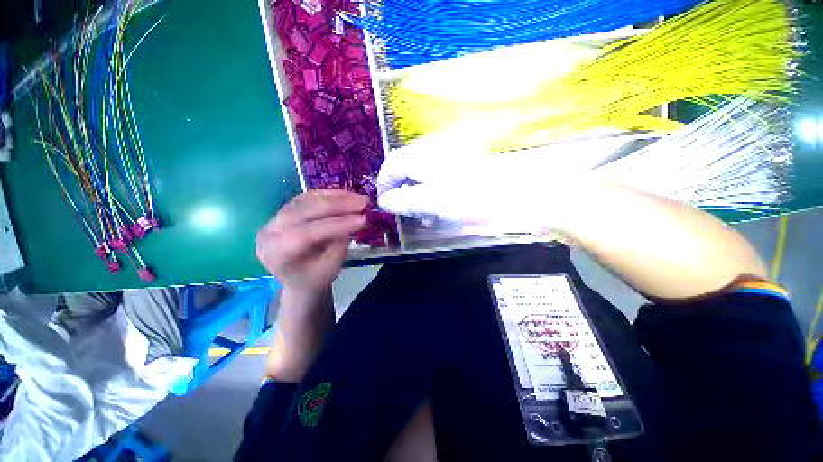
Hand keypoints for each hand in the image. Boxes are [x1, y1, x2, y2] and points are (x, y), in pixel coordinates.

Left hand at [256, 190, 367, 293]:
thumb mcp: (331, 268)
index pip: (307, 234)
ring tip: (359, 198)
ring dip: (336, 197)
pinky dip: (329, 195)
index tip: (363, 219)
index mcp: (277, 253)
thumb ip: (339, 244)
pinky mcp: (285, 210)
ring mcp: (275, 218)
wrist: (298, 278)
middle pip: (304, 211)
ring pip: (306, 200)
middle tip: (364, 202)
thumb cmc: (315, 278)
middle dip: (338, 204)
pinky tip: (346, 195)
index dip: (337, 224)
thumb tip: (355, 219)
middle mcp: (270, 232)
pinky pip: (308, 197)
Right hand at [376, 133, 628, 234]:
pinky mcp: (464, 160)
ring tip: (425, 212)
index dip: (384, 185)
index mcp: (422, 154)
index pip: (391, 165)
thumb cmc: (472, 197)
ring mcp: (450, 152)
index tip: (384, 204)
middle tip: (405, 211)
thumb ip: (404, 200)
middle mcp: (434, 147)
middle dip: (402, 190)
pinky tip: (441, 203)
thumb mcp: (432, 201)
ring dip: (418, 191)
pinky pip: (439, 173)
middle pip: (406, 167)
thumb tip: (385, 202)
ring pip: (423, 171)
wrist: (521, 191)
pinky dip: (434, 189)